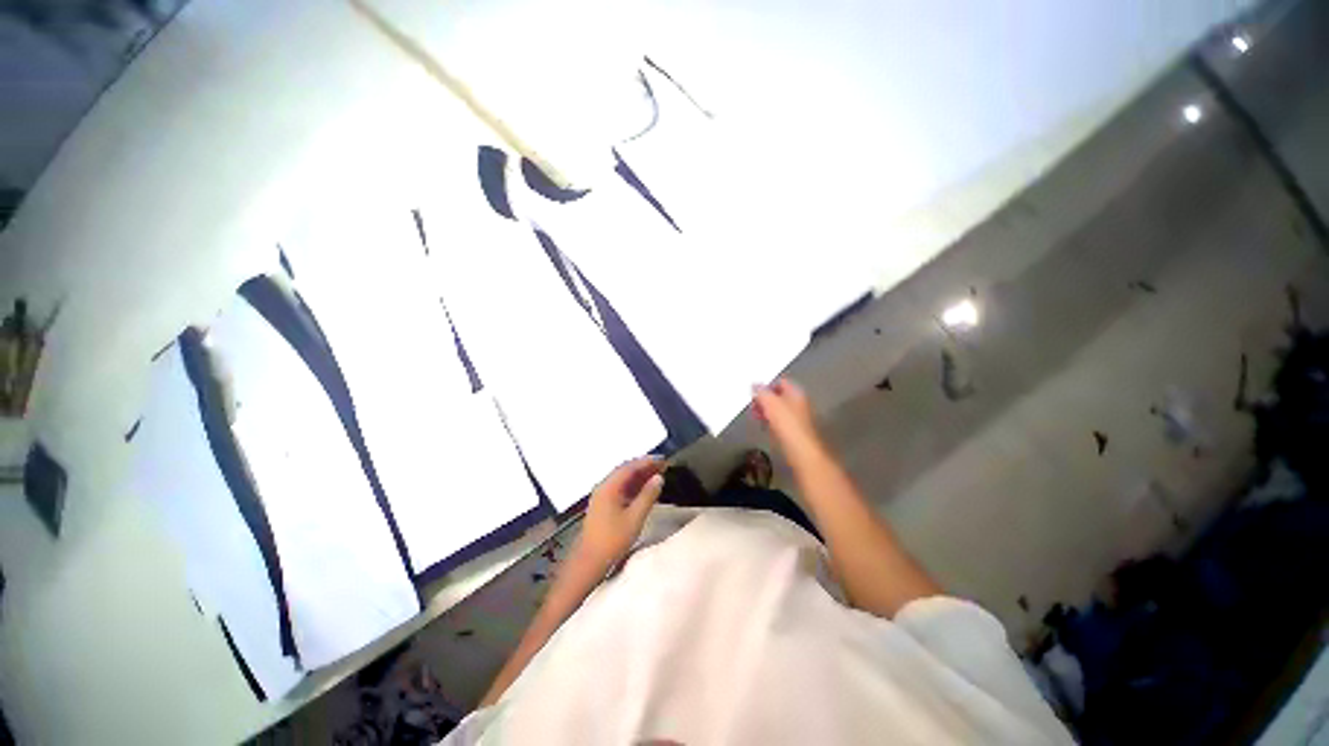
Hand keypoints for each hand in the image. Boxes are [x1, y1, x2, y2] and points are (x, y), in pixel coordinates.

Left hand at [575, 456, 664, 570]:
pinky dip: (634, 485)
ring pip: (623, 479)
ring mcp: (602, 495)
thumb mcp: (635, 517)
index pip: (630, 467)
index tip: (663, 459)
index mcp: (609, 486)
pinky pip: (620, 488)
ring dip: (640, 476)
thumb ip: (648, 495)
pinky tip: (645, 489)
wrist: (590, 560)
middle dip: (644, 467)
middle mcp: (604, 486)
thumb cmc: (613, 539)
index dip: (647, 461)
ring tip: (657, 475)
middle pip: (626, 470)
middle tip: (663, 466)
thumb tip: (659, 478)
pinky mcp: (603, 504)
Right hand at [752, 378, 822, 456]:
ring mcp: (797, 418)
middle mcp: (799, 403)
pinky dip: (770, 421)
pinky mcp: (794, 431)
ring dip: (766, 411)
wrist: (801, 451)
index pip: (780, 382)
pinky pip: (779, 422)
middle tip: (752, 403)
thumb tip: (754, 385)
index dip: (766, 385)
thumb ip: (761, 392)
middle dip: (764, 399)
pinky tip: (763, 425)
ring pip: (778, 410)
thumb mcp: (770, 403)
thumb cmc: (787, 423)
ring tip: (754, 414)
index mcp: (796, 393)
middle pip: (779, 396)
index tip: (754, 391)